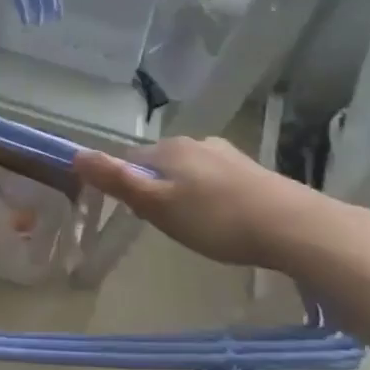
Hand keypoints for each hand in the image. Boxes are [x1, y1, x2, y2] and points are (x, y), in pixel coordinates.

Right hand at [72, 136, 369, 279]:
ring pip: (189, 172)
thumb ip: (117, 180)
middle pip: (160, 165)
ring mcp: (227, 155)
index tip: (135, 216)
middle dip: (156, 191)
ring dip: (184, 194)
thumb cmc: (216, 219)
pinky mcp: (252, 171)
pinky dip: (210, 197)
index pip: (130, 161)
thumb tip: (76, 154)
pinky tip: (223, 220)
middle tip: (164, 226)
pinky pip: (216, 181)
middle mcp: (197, 143)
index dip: (125, 188)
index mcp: (169, 148)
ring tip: (195, 226)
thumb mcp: (157, 205)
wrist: (293, 227)